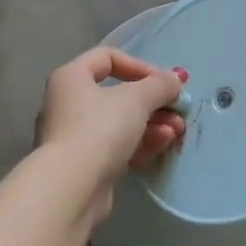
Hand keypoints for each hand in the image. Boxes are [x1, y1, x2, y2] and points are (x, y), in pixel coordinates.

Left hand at [32, 47, 187, 213]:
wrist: (72, 187)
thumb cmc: (100, 128)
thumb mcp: (136, 99)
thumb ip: (159, 85)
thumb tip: (175, 78)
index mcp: (71, 77)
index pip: (107, 57)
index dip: (139, 65)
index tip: (163, 82)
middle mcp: (68, 103)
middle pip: (118, 94)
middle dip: (153, 102)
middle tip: (178, 111)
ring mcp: (75, 136)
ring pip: (120, 123)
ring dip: (153, 124)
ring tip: (177, 131)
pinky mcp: (85, 165)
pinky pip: (117, 146)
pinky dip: (140, 143)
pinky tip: (162, 145)